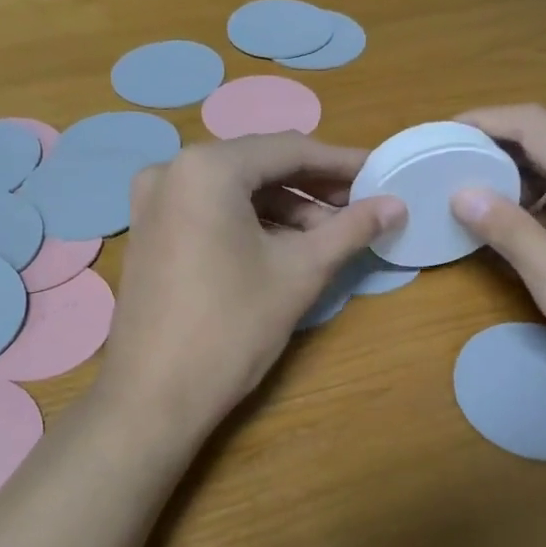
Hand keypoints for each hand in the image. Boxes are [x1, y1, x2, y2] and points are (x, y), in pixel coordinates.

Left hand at [97, 135, 404, 440]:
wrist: (153, 396)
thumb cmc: (231, 328)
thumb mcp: (300, 273)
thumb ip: (350, 229)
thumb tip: (396, 205)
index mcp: (206, 167)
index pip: (288, 149)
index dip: (340, 163)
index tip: (379, 175)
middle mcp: (171, 170)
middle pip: (258, 166)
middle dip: (312, 188)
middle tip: (358, 209)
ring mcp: (152, 203)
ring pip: (234, 191)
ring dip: (283, 209)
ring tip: (327, 238)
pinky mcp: (149, 233)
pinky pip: (209, 212)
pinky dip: (249, 223)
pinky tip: (283, 248)